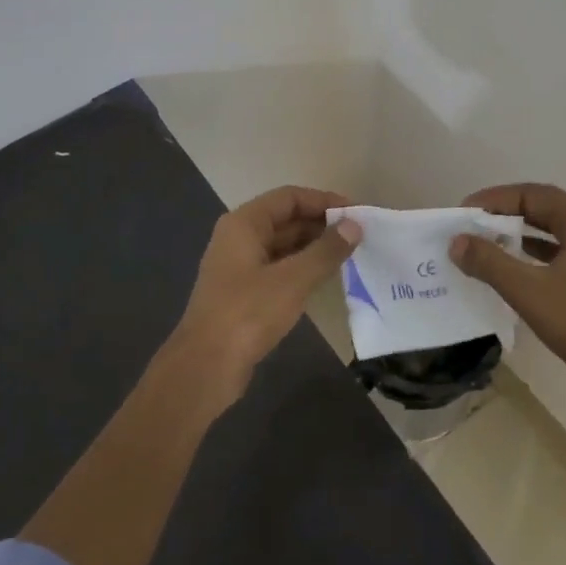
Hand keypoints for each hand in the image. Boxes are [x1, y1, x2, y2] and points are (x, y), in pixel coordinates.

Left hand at [168, 185, 361, 397]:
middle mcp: (239, 238)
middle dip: (322, 225)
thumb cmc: (248, 314)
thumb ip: (326, 250)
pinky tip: (326, 279)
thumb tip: (354, 225)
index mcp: (244, 224)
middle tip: (359, 236)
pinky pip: (279, 269)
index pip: (289, 197)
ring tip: (350, 255)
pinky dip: (303, 269)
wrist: (206, 367)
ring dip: (314, 248)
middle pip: (286, 219)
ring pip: (284, 246)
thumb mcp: (293, 279)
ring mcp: (240, 267)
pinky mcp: (244, 293)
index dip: (324, 201)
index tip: (356, 213)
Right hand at [449, 184, 565, 411]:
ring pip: (554, 230)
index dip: (495, 199)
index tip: (465, 210)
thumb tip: (457, 241)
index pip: (532, 194)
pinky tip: (515, 265)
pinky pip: (562, 251)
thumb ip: (489, 262)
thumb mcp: (527, 290)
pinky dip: (536, 252)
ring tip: (487, 240)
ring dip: (521, 232)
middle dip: (506, 212)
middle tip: (473, 222)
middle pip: (545, 207)